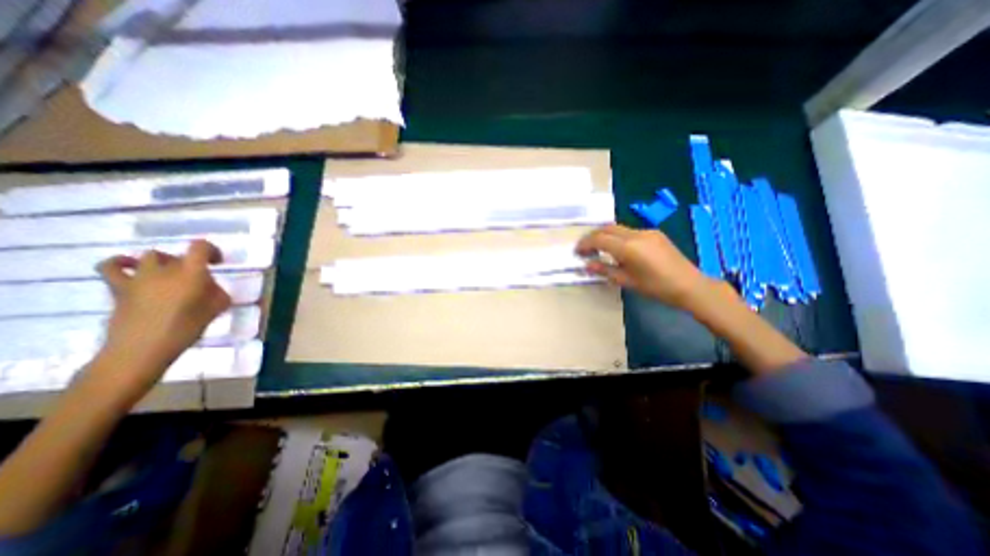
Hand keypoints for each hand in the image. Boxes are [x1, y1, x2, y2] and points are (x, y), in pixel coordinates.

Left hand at [93, 239, 228, 391]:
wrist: (143, 348)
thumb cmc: (187, 327)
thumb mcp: (217, 308)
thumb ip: (216, 292)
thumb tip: (209, 286)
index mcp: (191, 273)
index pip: (200, 247)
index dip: (211, 250)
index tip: (217, 262)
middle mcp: (165, 269)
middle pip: (178, 255)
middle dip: (189, 262)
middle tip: (196, 278)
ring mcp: (138, 277)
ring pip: (149, 256)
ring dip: (162, 262)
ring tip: (168, 274)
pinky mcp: (118, 288)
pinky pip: (112, 266)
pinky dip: (120, 262)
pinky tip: (129, 267)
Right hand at [578, 227, 716, 312]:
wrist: (689, 285)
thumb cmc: (656, 287)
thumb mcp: (627, 281)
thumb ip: (604, 270)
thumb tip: (586, 265)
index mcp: (628, 247)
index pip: (599, 239)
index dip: (585, 244)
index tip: (577, 252)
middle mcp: (636, 234)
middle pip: (606, 228)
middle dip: (592, 236)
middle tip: (584, 248)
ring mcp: (646, 231)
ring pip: (618, 228)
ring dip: (604, 235)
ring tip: (598, 248)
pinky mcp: (654, 233)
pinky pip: (629, 230)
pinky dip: (617, 236)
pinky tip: (617, 248)